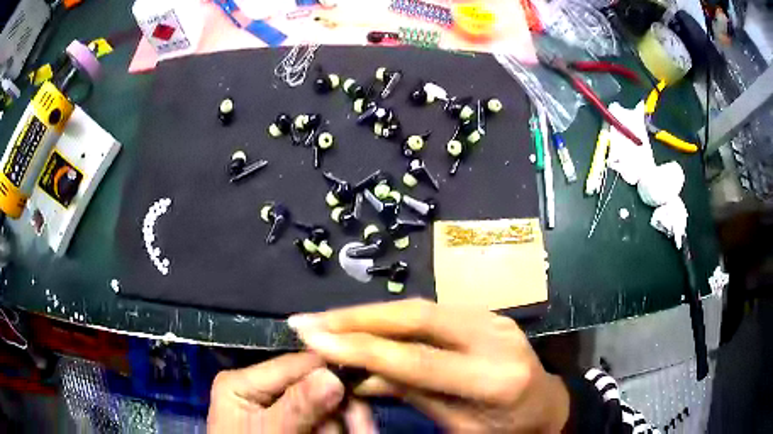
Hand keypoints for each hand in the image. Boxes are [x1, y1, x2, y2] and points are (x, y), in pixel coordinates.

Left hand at [207, 352, 375, 433]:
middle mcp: (261, 390)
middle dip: (340, 408)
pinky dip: (336, 430)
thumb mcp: (270, 433)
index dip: (332, 370)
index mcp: (244, 382)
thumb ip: (297, 407)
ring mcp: (278, 409)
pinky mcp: (292, 424)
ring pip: (325, 406)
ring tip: (353, 433)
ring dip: (342, 424)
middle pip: (315, 386)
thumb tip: (333, 374)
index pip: (295, 363)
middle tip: (363, 429)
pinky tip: (350, 433)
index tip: (365, 386)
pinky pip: (324, 421)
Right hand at [289, 299, 569, 432]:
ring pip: (420, 307)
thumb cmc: (506, 429)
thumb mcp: (460, 427)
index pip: (418, 360)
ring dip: (368, 313)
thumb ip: (413, 395)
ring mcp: (493, 318)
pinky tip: (363, 322)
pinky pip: (431, 312)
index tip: (313, 340)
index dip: (361, 349)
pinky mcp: (487, 313)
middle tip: (309, 320)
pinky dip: (391, 318)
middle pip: (417, 318)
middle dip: (356, 318)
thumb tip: (360, 374)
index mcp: (495, 378)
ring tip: (326, 320)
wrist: (546, 405)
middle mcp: (496, 337)